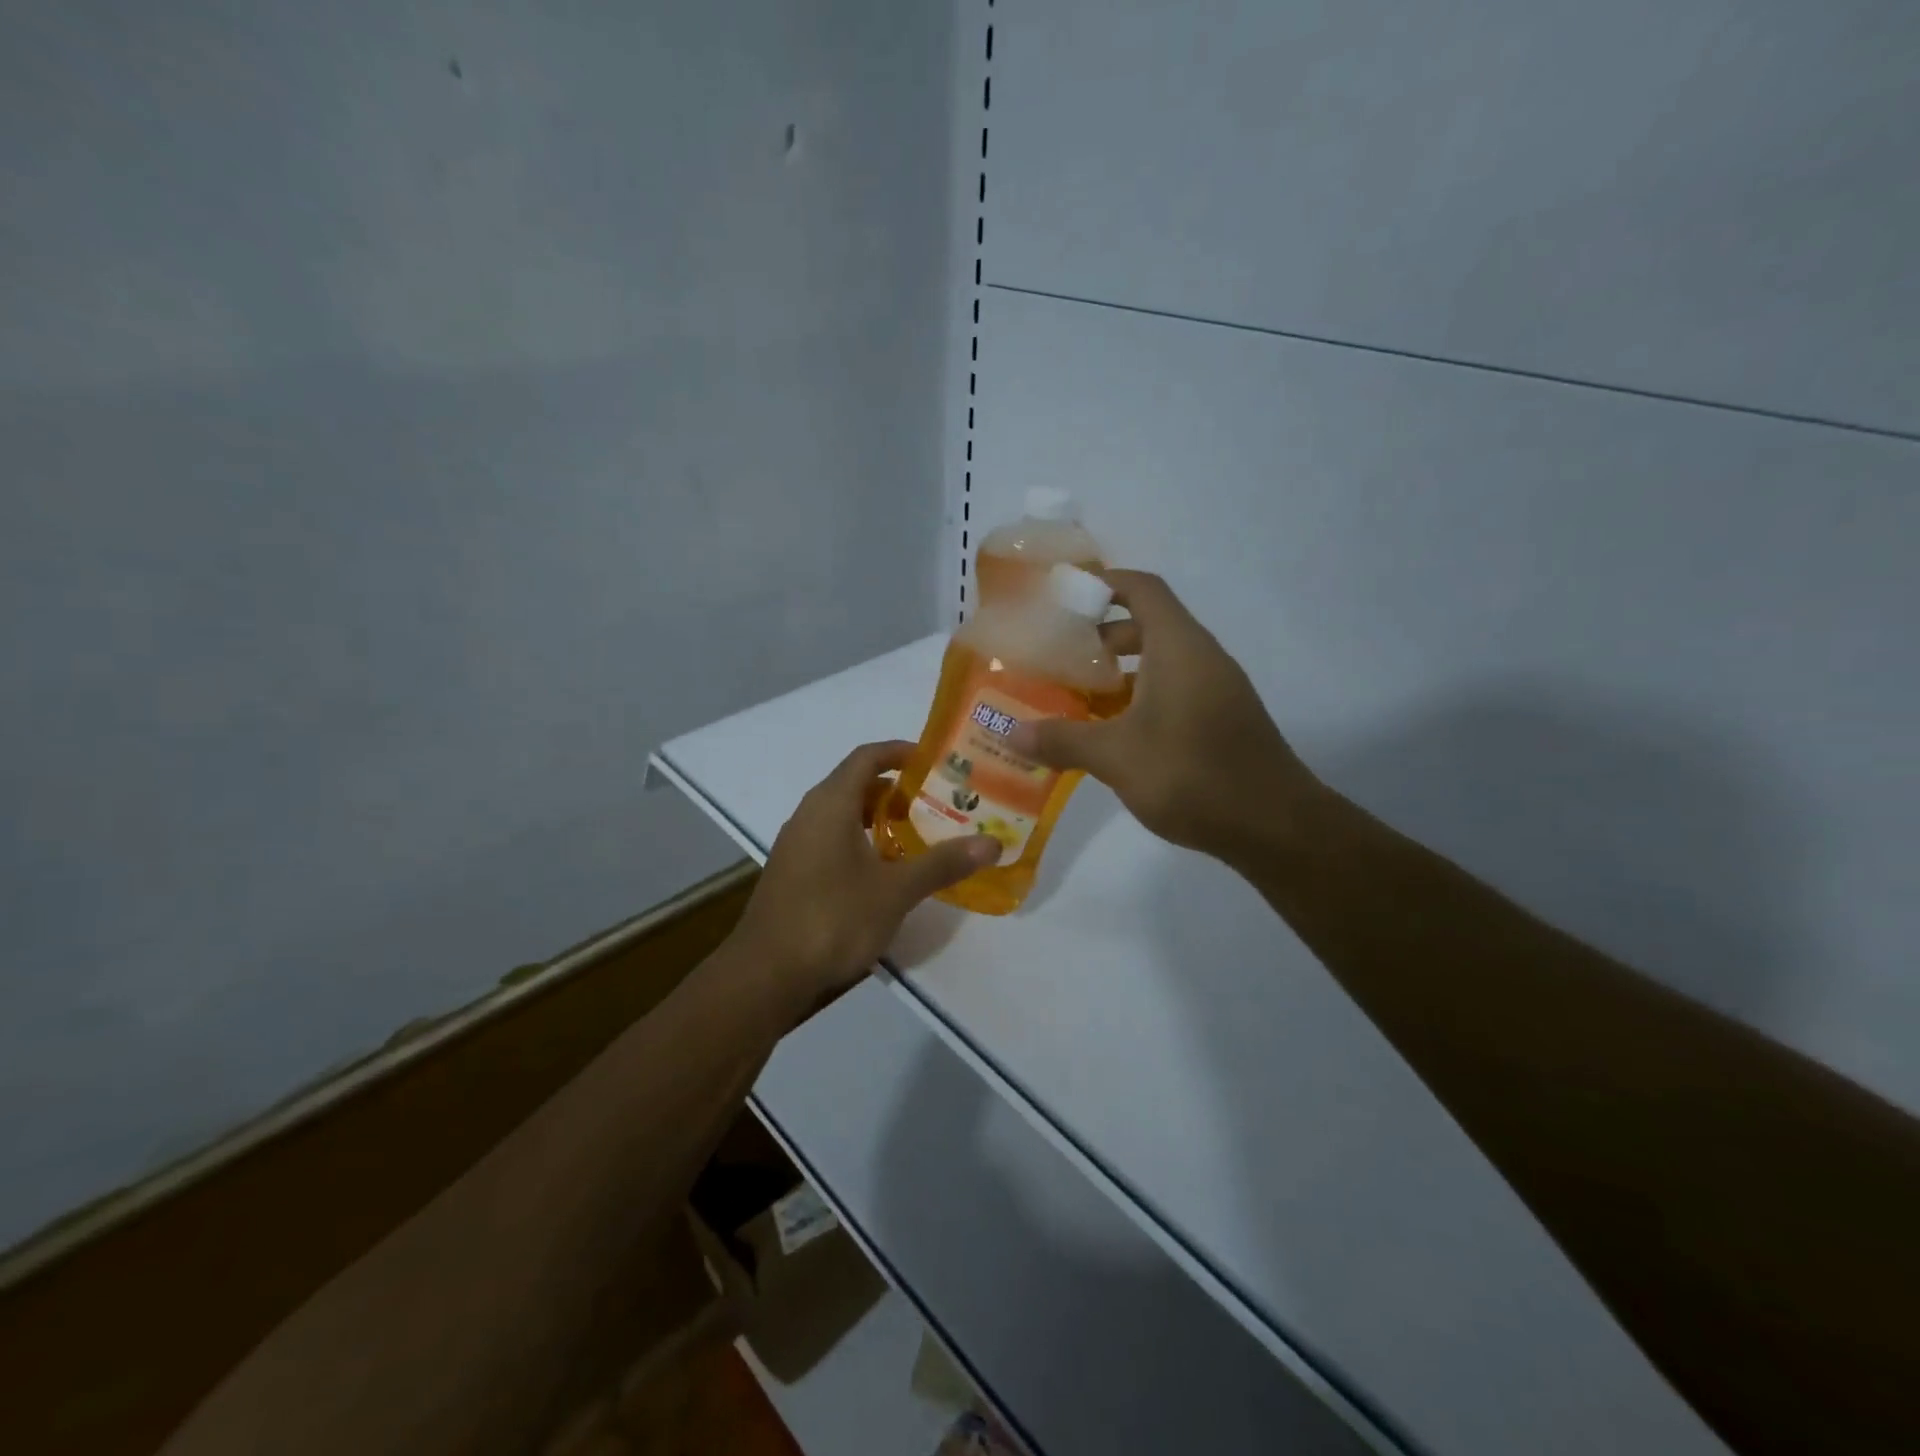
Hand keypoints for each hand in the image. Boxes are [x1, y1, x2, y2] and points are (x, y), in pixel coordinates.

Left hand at [732, 740, 998, 1027]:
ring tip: (918, 834)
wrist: (766, 975)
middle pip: (855, 784)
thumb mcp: (895, 891)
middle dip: (896, 789)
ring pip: (842, 815)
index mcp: (830, 804)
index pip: (867, 757)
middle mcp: (809, 814)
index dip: (900, 751)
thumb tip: (991, 843)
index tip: (935, 761)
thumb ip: (942, 863)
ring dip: (878, 818)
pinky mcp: (792, 873)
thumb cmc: (833, 919)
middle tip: (937, 802)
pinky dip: (860, 841)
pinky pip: (831, 840)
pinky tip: (884, 872)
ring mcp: (796, 845)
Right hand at [1007, 570, 1322, 863]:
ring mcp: (1217, 689)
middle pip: (1149, 625)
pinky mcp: (1223, 720)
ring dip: (1121, 672)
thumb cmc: (1192, 774)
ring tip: (1077, 696)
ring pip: (1162, 662)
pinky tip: (1114, 733)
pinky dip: (1141, 698)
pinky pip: (1175, 690)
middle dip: (1102, 636)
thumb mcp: (1116, 757)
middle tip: (1059, 656)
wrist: (1275, 826)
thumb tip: (1011, 732)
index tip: (1064, 597)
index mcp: (1179, 647)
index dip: (1104, 583)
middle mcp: (1202, 657)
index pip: (1142, 589)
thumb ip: (1062, 739)